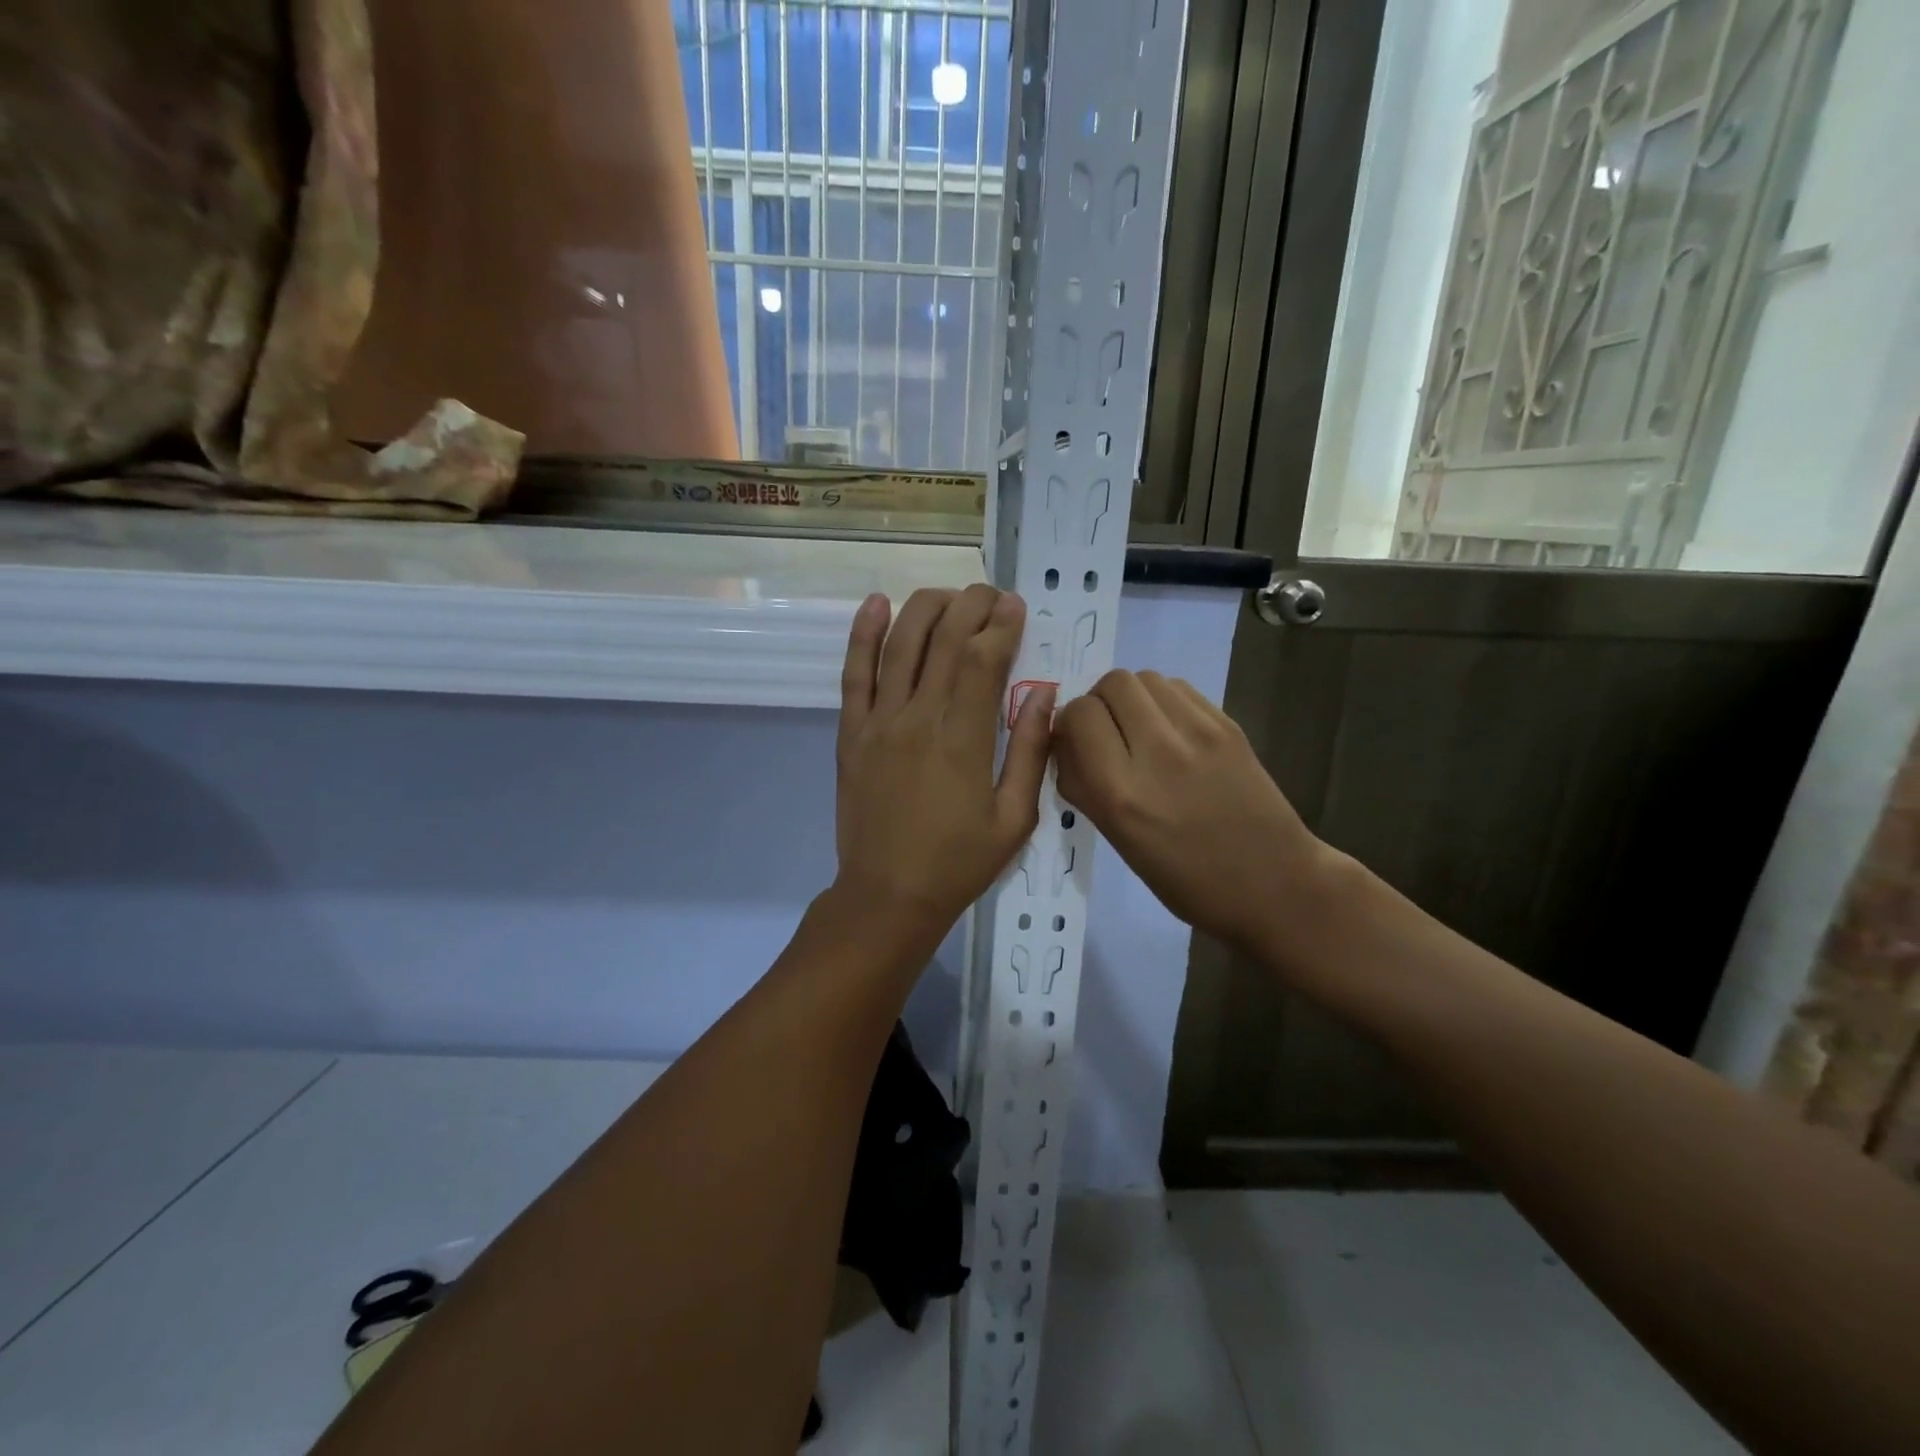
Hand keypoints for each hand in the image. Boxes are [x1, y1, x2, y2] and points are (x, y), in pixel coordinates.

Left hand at [833, 585, 1054, 950]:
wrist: (888, 896)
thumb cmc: (958, 863)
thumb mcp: (1015, 818)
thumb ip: (1029, 750)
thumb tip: (1044, 691)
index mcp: (962, 737)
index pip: (982, 658)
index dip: (1001, 624)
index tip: (1017, 607)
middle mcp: (918, 716)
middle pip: (944, 638)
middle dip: (971, 605)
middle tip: (992, 595)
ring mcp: (878, 721)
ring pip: (900, 644)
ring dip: (926, 607)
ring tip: (950, 595)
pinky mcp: (851, 732)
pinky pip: (853, 673)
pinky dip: (863, 633)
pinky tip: (877, 603)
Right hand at [1054, 670, 1326, 954]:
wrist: (1272, 884)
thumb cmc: (1185, 880)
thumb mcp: (1117, 840)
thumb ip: (1082, 786)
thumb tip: (1064, 744)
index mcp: (1121, 793)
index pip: (1078, 715)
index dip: (1069, 723)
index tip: (1076, 743)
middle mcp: (1157, 752)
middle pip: (1112, 683)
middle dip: (1099, 702)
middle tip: (1107, 733)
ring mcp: (1198, 733)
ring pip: (1146, 677)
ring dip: (1131, 697)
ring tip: (1139, 730)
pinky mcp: (1228, 726)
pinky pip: (1179, 689)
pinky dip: (1163, 701)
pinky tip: (1171, 732)